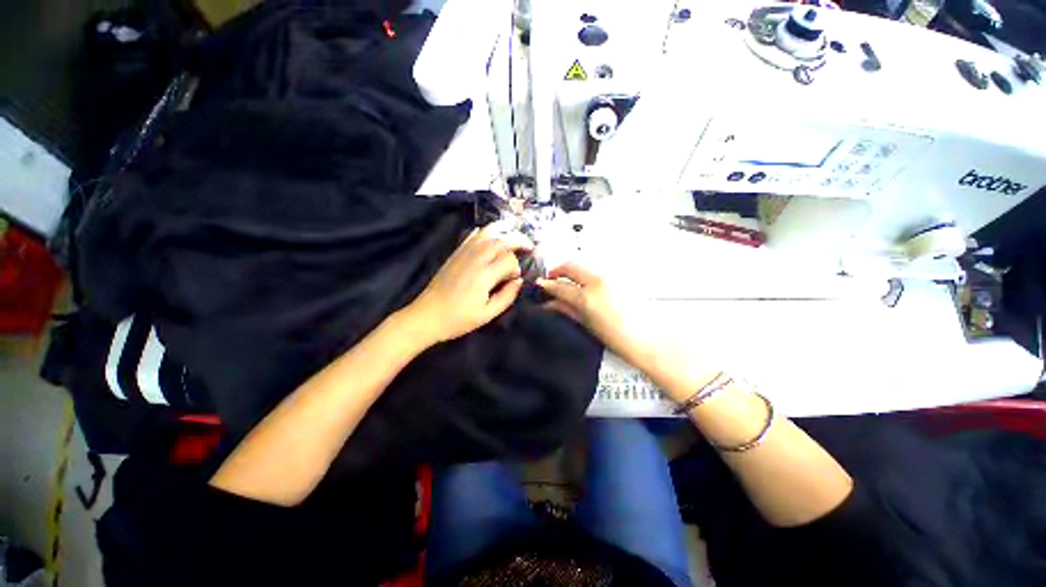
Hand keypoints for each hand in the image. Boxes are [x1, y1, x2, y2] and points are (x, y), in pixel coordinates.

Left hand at [402, 226, 530, 345]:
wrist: (426, 316)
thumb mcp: (486, 315)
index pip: (509, 260)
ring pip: (487, 233)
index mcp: (484, 276)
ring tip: (514, 231)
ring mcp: (463, 254)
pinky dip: (484, 231)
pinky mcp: (455, 254)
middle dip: (518, 240)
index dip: (516, 268)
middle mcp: (475, 259)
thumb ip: (506, 297)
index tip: (515, 280)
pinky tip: (491, 234)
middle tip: (529, 246)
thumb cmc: (457, 319)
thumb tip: (519, 281)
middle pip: (501, 241)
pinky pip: (472, 236)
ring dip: (503, 231)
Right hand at [538, 263, 653, 367]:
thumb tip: (550, 303)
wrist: (648, 338)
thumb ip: (566, 309)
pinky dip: (586, 274)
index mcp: (587, 298)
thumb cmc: (618, 338)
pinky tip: (585, 284)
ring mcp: (610, 276)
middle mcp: (597, 281)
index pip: (560, 286)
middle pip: (570, 266)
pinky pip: (597, 270)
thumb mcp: (586, 325)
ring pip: (584, 265)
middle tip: (552, 278)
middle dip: (558, 270)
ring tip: (568, 282)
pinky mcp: (620, 276)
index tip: (541, 285)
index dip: (547, 285)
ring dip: (572, 271)